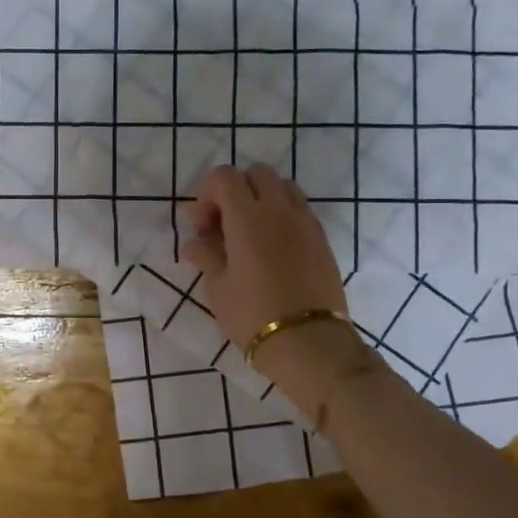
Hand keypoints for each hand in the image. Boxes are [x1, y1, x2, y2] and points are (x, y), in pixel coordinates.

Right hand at [180, 164, 369, 404]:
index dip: (206, 193)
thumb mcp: (217, 288)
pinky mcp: (322, 239)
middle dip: (236, 190)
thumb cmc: (252, 315)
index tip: (202, 226)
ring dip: (262, 200)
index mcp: (248, 217)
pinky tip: (271, 250)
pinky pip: (299, 210)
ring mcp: (306, 222)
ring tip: (249, 235)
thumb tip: (196, 244)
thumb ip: (206, 256)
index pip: (224, 176)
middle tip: (223, 225)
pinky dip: (281, 216)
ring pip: (283, 187)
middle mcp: (279, 210)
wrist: (309, 343)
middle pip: (256, 173)